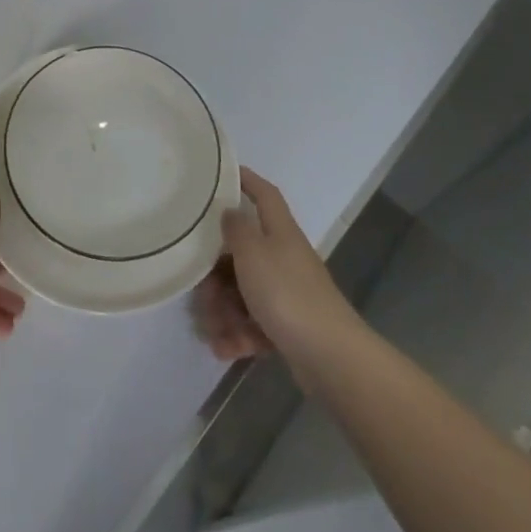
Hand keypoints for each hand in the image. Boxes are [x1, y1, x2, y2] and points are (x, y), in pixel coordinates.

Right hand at [193, 168, 355, 363]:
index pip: (264, 194)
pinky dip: (238, 334)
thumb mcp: (252, 252)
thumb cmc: (286, 293)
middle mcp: (283, 257)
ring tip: (214, 331)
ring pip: (242, 291)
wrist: (329, 356)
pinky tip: (225, 348)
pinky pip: (253, 322)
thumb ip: (236, 228)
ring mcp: (286, 293)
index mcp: (279, 231)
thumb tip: (230, 211)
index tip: (221, 175)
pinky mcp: (286, 326)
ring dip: (223, 311)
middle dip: (215, 274)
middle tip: (200, 292)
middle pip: (242, 253)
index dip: (246, 180)